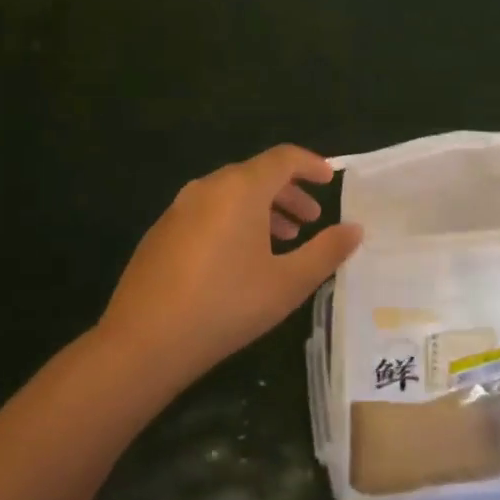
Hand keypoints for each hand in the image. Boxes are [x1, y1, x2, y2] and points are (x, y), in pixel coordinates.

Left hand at [98, 146, 363, 382]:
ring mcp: (179, 208)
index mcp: (240, 189)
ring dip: (262, 209)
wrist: (144, 341)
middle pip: (256, 174)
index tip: (331, 179)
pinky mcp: (161, 231)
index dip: (311, 164)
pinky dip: (234, 221)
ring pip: (230, 194)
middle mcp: (208, 187)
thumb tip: (355, 229)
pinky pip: (208, 211)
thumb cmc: (226, 306)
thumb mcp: (287, 283)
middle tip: (311, 220)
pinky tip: (239, 259)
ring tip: (282, 241)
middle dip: (289, 193)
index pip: (283, 158)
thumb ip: (326, 252)